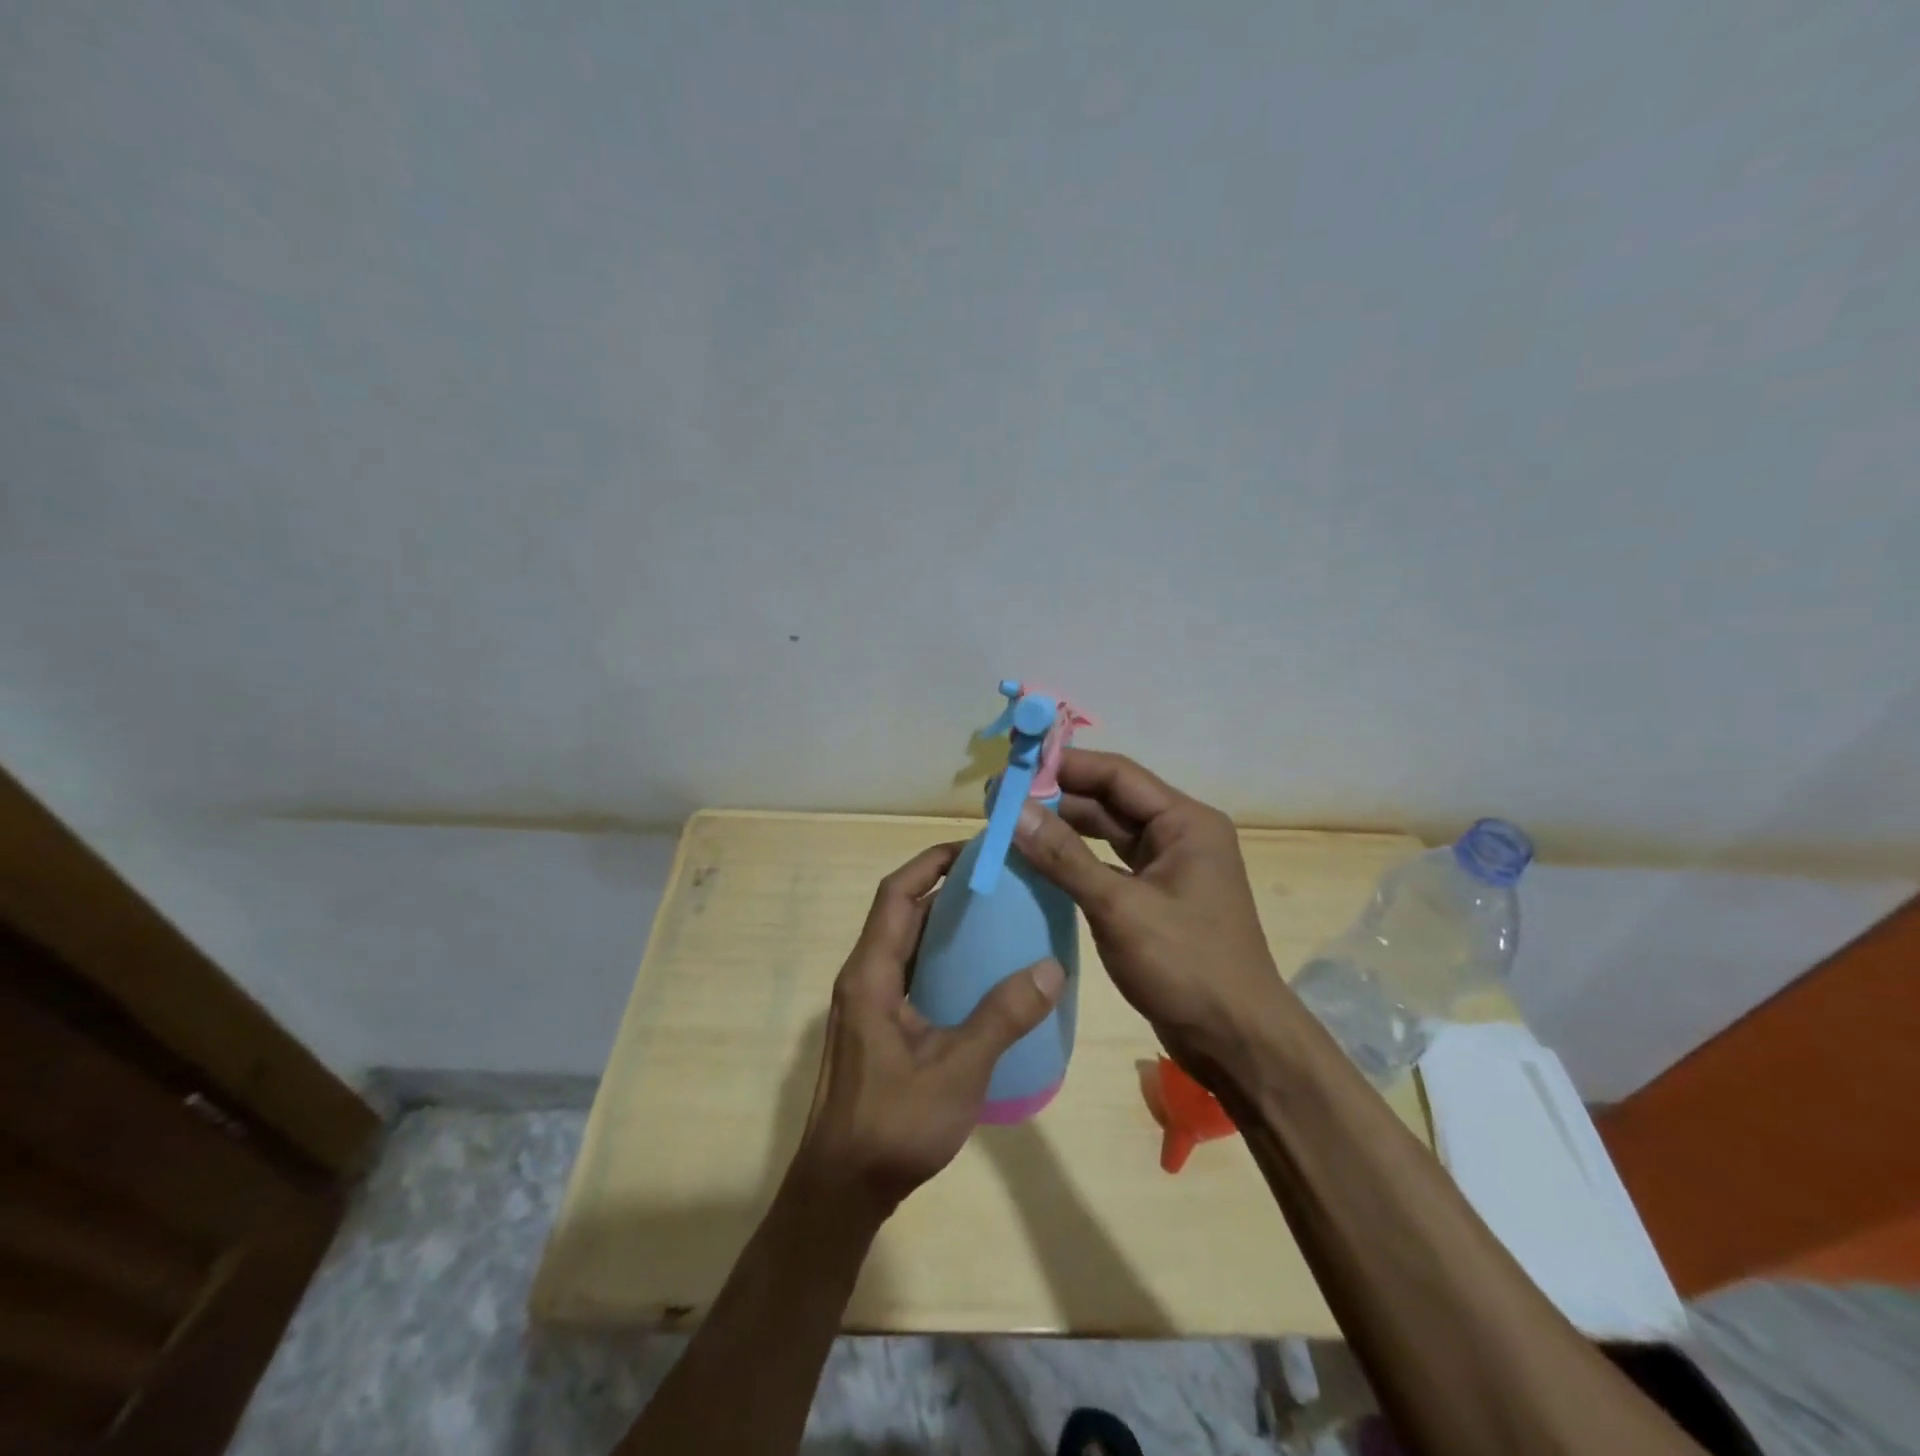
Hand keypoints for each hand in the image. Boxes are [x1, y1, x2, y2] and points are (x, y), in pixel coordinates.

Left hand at [789, 842, 1065, 1223]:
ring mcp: (869, 1004)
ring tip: (997, 916)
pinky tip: (981, 974)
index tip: (975, 848)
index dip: (930, 863)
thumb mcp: (958, 1069)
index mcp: (871, 975)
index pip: (896, 895)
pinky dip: (942, 959)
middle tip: (998, 880)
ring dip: (944, 924)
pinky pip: (912, 973)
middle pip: (902, 913)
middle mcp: (864, 978)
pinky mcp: (879, 1027)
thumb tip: (1051, 968)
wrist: (843, 1190)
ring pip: (907, 944)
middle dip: (945, 888)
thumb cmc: (894, 1125)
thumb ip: (1002, 1017)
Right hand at [1011, 749, 1292, 1081]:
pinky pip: (1109, 865)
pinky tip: (1038, 862)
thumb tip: (1014, 811)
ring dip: (1064, 829)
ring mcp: (1169, 868)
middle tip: (1001, 800)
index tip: (1014, 767)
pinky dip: (1076, 861)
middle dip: (1058, 798)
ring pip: (1107, 834)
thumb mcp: (1119, 908)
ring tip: (1011, 825)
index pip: (1117, 775)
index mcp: (1186, 822)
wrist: (1237, 1041)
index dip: (1064, 766)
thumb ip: (1064, 857)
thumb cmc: (1186, 966)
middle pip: (1111, 801)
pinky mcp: (1156, 898)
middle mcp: (1180, 835)